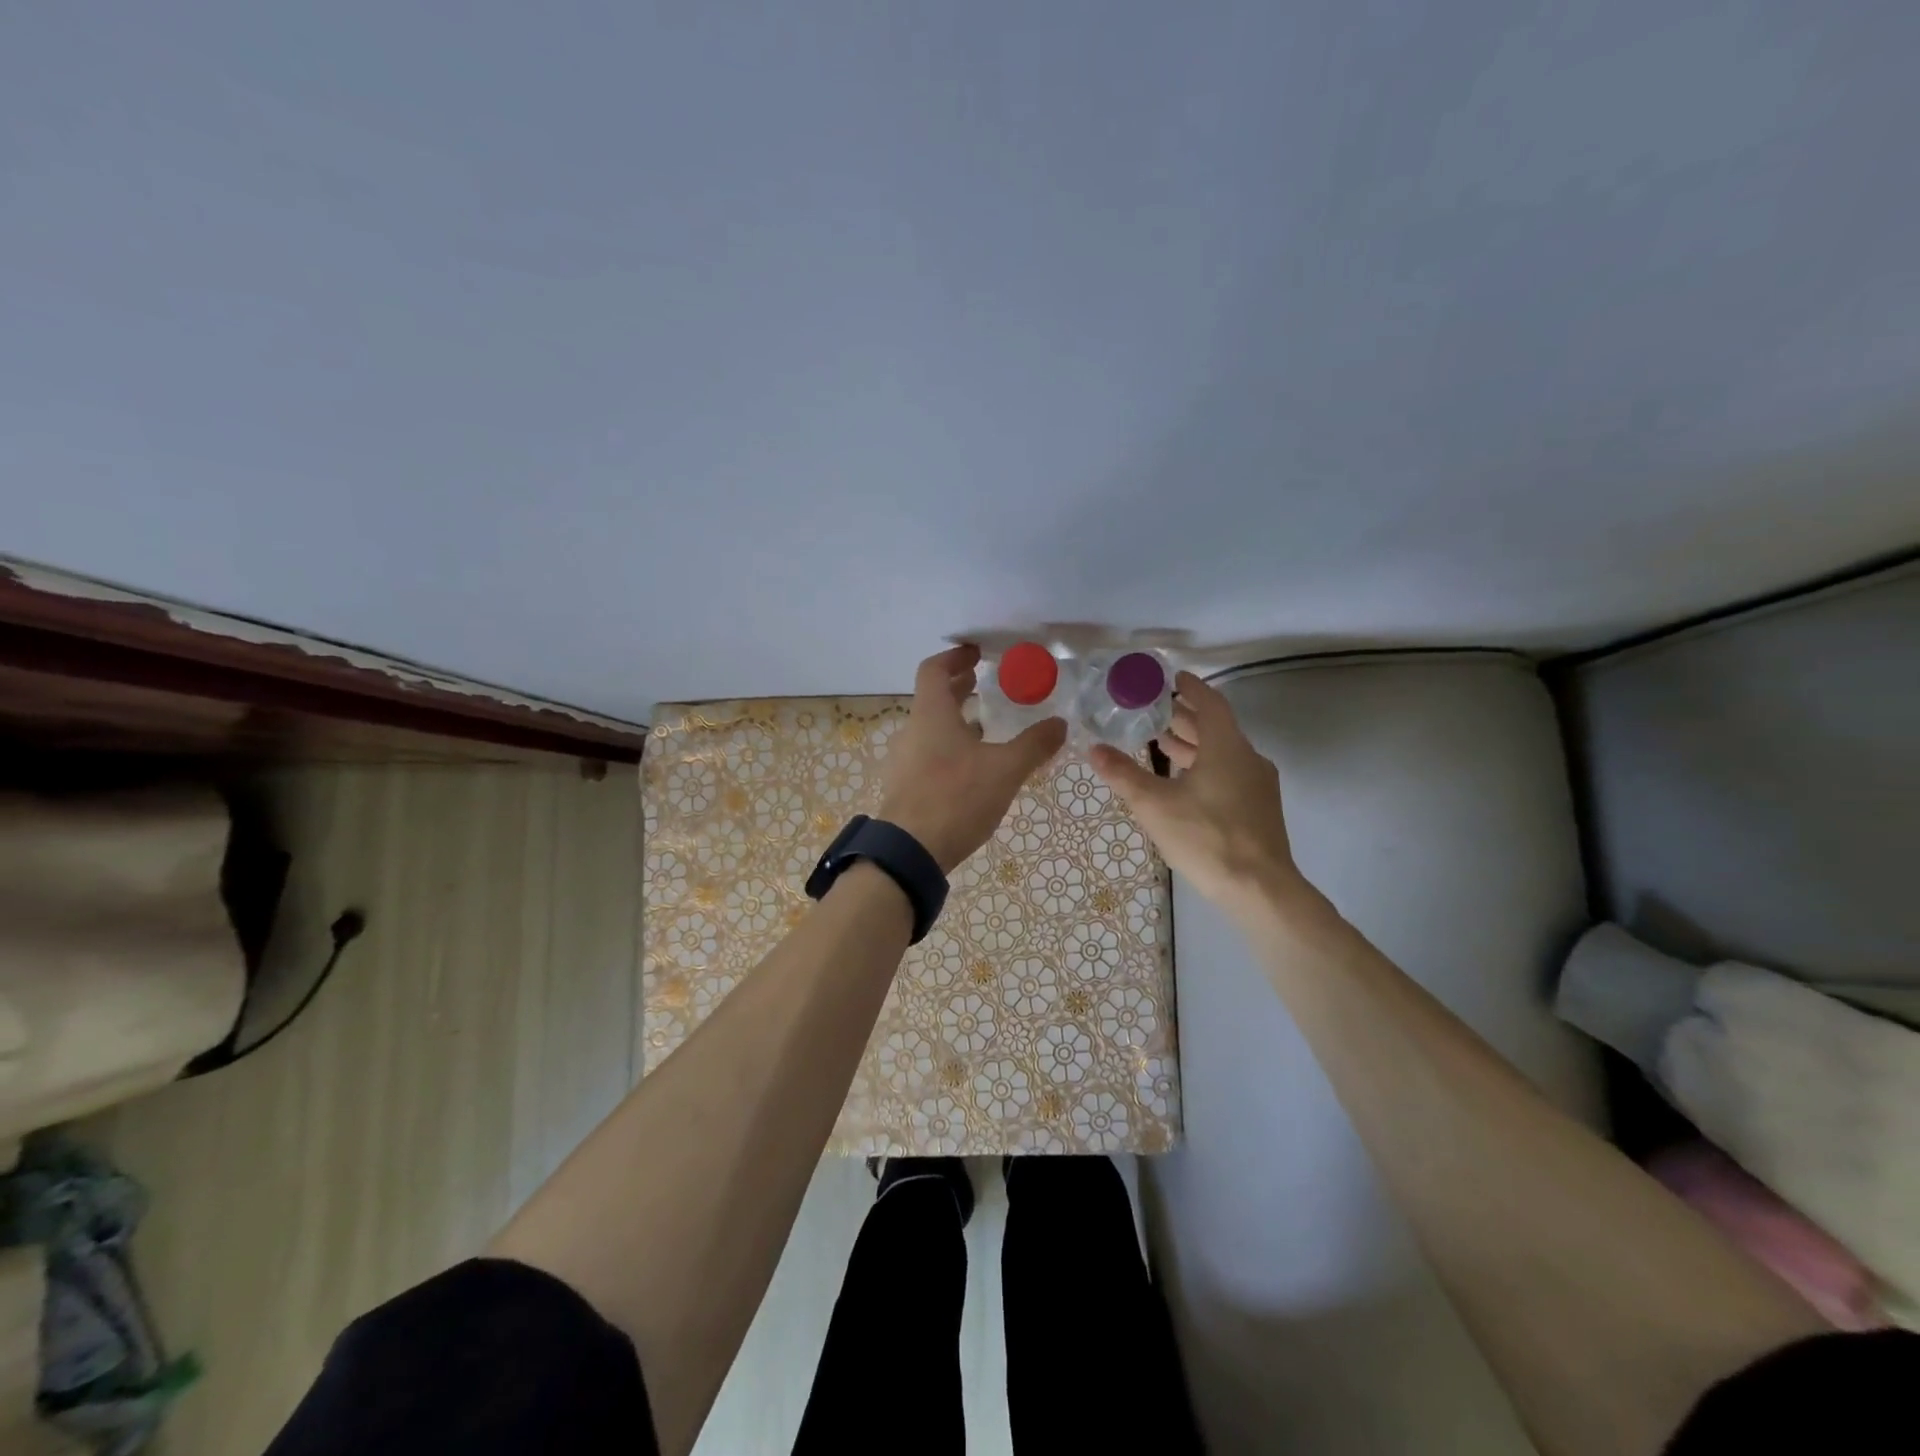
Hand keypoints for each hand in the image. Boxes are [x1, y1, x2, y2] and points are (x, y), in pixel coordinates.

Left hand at [878, 645, 1067, 873]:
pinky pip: (929, 753)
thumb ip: (1034, 745)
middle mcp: (913, 731)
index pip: (934, 670)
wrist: (910, 852)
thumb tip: (1061, 724)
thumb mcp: (1005, 770)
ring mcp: (905, 760)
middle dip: (958, 688)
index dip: (955, 657)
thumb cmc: (956, 798)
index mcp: (931, 715)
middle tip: (983, 683)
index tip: (976, 653)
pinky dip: (950, 746)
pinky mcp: (907, 786)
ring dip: (955, 719)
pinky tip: (973, 765)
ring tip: (984, 724)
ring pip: (931, 728)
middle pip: (933, 698)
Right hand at [1088, 672, 1308, 918]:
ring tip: (1163, 744)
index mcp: (1226, 747)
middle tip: (1155, 712)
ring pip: (1223, 753)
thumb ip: (1123, 774)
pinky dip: (1206, 766)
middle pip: (1216, 728)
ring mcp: (1258, 785)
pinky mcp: (1259, 809)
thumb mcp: (1154, 805)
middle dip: (1186, 718)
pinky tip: (1184, 783)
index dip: (1191, 689)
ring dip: (1195, 745)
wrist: (1259, 889)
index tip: (1172, 679)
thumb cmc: (1205, 837)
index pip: (1210, 704)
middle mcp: (1247, 758)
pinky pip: (1230, 773)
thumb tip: (1093, 749)